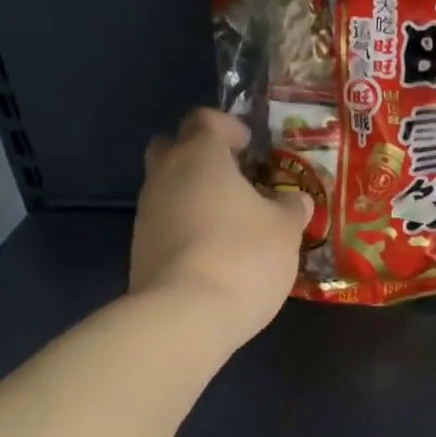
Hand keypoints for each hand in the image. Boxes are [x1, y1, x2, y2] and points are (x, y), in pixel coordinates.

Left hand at [130, 109, 311, 352]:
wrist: (185, 316)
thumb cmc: (243, 256)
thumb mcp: (285, 231)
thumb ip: (291, 208)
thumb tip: (296, 199)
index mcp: (199, 157)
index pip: (205, 120)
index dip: (228, 126)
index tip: (249, 144)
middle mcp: (164, 177)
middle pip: (171, 148)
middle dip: (198, 156)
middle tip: (232, 177)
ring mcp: (146, 215)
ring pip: (166, 190)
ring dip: (193, 197)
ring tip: (230, 223)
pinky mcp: (139, 251)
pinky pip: (165, 226)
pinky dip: (186, 230)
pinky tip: (213, 255)